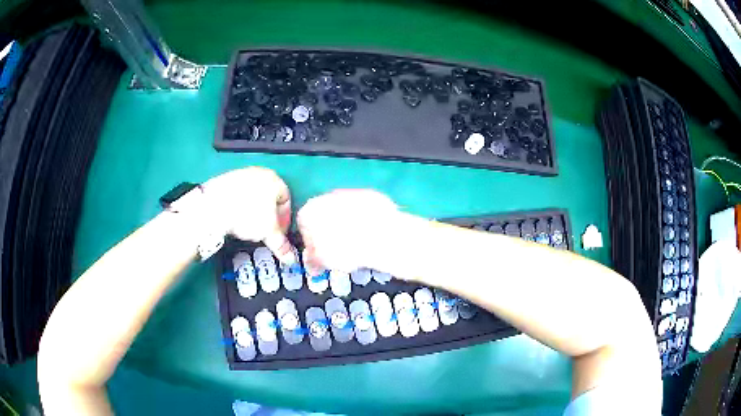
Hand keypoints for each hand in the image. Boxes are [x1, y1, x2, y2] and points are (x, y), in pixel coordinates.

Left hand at [203, 167, 295, 263]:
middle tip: (264, 231)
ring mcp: (240, 174)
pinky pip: (237, 194)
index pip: (287, 200)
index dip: (285, 219)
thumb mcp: (268, 233)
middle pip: (269, 196)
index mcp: (274, 180)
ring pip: (252, 195)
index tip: (279, 232)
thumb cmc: (245, 214)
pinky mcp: (224, 180)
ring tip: (247, 227)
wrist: (213, 207)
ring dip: (253, 211)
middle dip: (268, 215)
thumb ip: (281, 245)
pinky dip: (238, 206)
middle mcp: (259, 173)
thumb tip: (289, 257)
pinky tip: (234, 218)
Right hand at [297, 189, 400, 272]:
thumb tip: (312, 264)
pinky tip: (371, 232)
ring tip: (357, 242)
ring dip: (347, 223)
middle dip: (329, 230)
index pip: (303, 225)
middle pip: (323, 214)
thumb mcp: (324, 261)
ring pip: (343, 210)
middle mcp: (326, 196)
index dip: (311, 241)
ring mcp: (350, 193)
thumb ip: (313, 260)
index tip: (321, 252)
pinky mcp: (370, 194)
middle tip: (339, 249)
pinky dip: (365, 218)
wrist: (382, 236)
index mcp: (309, 211)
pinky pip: (362, 208)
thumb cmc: (346, 250)